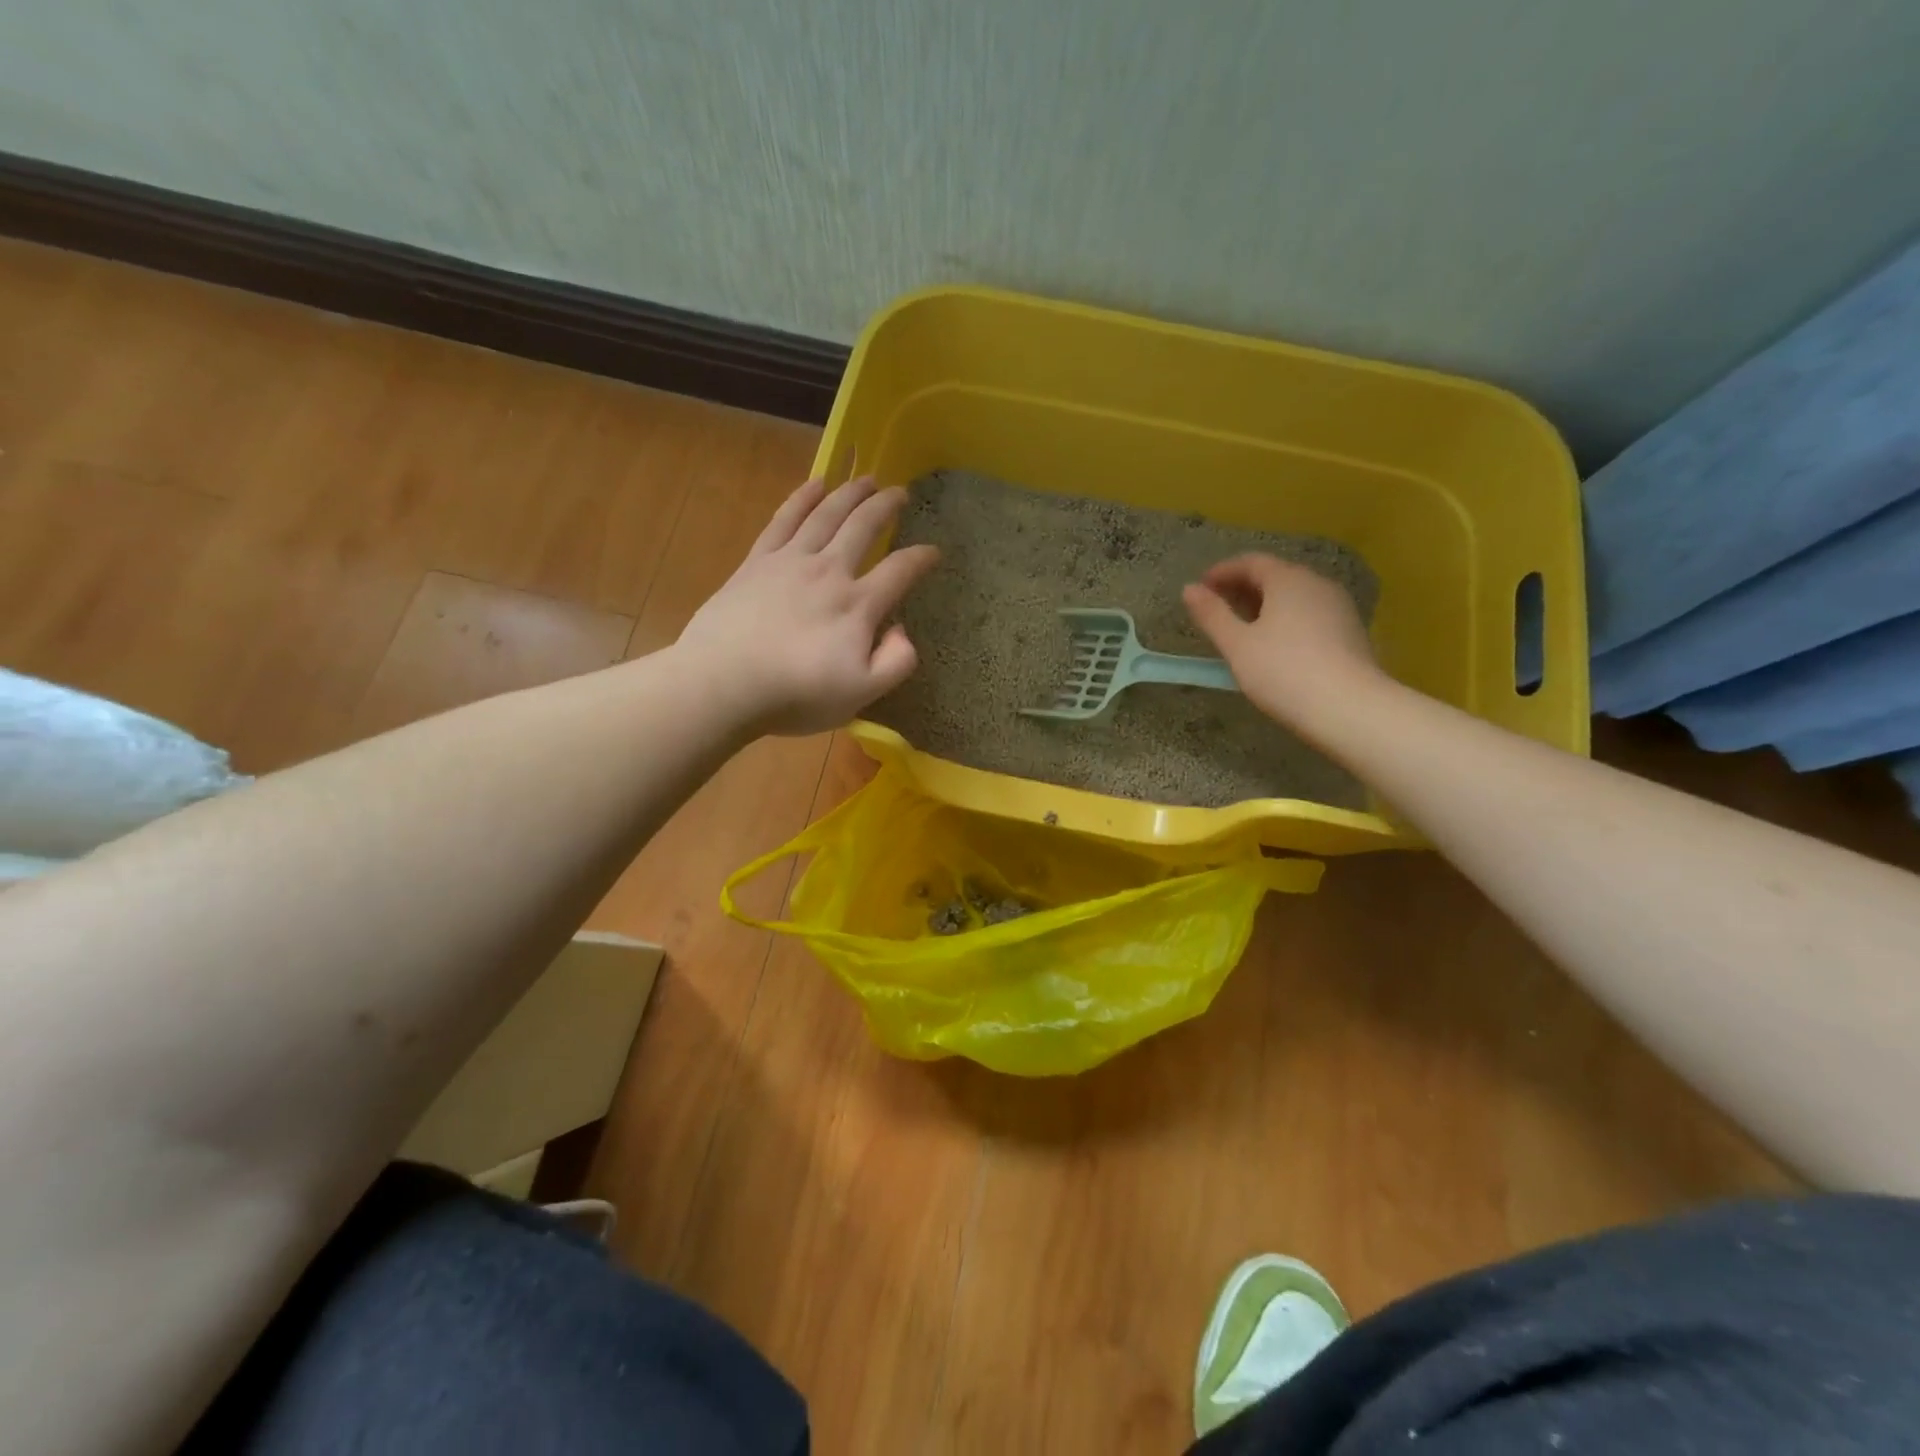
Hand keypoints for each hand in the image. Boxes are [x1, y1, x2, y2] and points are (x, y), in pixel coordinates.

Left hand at [677, 476, 939, 735]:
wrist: (724, 682)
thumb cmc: (796, 694)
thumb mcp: (861, 694)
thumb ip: (895, 662)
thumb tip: (903, 631)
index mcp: (858, 605)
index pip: (900, 570)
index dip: (922, 558)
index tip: (935, 551)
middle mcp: (829, 571)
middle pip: (863, 527)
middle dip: (886, 506)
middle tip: (901, 492)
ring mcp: (790, 561)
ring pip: (827, 514)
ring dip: (850, 492)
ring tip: (867, 478)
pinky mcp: (757, 562)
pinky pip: (785, 519)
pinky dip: (803, 498)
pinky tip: (816, 483)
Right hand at [1182, 554, 1384, 739]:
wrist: (1348, 708)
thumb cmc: (1283, 672)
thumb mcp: (1237, 645)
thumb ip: (1211, 615)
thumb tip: (1189, 589)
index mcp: (1288, 580)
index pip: (1251, 562)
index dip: (1222, 572)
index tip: (1200, 588)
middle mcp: (1317, 584)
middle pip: (1275, 575)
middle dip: (1242, 587)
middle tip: (1216, 608)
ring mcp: (1338, 607)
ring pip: (1294, 595)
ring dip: (1264, 604)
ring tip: (1241, 628)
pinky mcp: (1349, 631)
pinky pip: (1309, 613)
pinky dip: (1285, 619)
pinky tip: (1273, 644)